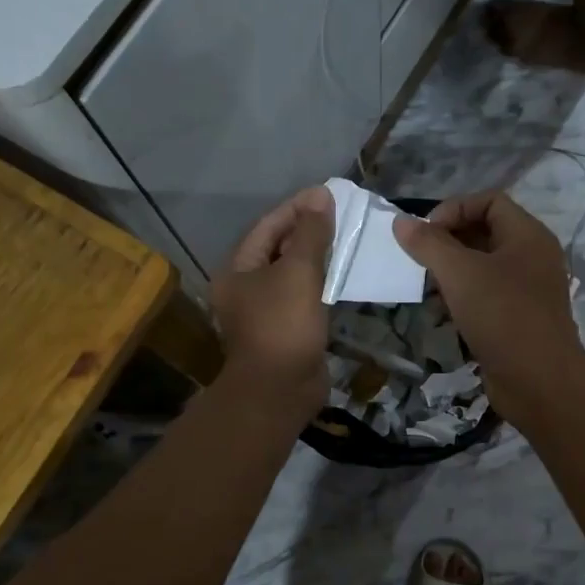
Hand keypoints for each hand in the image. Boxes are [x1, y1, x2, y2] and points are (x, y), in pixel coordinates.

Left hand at [211, 187, 334, 416]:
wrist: (280, 389)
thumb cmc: (283, 324)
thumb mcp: (298, 271)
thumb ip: (311, 233)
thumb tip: (321, 196)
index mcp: (238, 269)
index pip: (268, 226)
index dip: (297, 208)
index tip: (328, 195)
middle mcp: (246, 287)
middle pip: (278, 248)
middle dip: (308, 231)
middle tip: (342, 216)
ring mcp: (265, 311)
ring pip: (293, 274)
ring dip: (318, 257)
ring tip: (347, 240)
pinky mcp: (286, 330)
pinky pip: (304, 297)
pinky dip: (322, 284)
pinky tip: (344, 276)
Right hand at [392, 192, 584, 425]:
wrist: (539, 383)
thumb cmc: (502, 316)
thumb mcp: (460, 274)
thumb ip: (429, 244)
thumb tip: (401, 221)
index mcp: (528, 235)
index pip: (489, 200)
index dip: (454, 209)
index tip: (425, 233)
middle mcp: (532, 257)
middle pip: (485, 232)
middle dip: (448, 241)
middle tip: (420, 260)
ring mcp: (527, 290)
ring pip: (483, 267)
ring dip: (452, 272)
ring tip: (426, 286)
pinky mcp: (519, 319)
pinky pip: (487, 296)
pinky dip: (462, 297)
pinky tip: (441, 312)